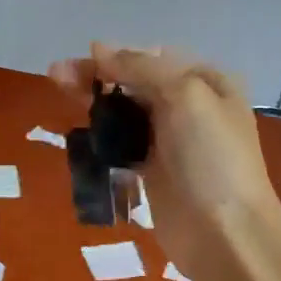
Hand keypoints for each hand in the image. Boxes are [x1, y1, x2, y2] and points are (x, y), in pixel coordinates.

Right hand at [49, 43, 280, 278]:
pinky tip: (78, 132)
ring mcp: (170, 142)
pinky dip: (100, 137)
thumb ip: (141, 68)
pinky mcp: (152, 173)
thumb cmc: (211, 157)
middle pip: (135, 84)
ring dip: (93, 104)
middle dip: (97, 77)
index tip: (83, 60)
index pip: (153, 58)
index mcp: (207, 82)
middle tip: (56, 75)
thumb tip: (99, 48)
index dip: (117, 56)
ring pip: (124, 114)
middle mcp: (190, 107)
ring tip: (59, 92)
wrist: (224, 232)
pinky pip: (121, 146)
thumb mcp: (185, 95)